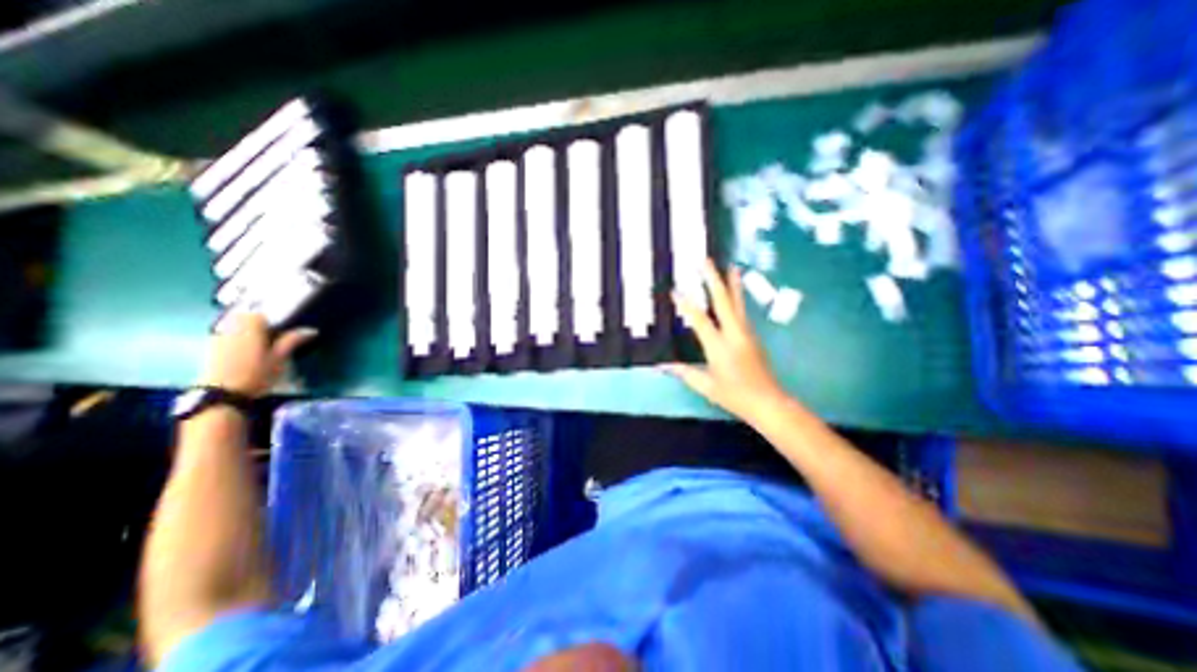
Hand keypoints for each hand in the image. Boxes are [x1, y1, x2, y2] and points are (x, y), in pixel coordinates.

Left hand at [201, 312, 319, 396]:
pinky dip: (233, 342)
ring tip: (256, 349)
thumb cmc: (256, 374)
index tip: (278, 334)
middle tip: (268, 340)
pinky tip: (241, 356)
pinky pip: (224, 338)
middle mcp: (230, 329)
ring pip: (232, 328)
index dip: (269, 322)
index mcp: (250, 328)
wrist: (223, 393)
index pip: (258, 315)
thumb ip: (292, 341)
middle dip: (255, 326)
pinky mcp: (210, 350)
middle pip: (243, 319)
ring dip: (244, 333)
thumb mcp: (280, 358)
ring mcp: (217, 339)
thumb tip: (311, 330)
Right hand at [668, 259, 791, 425]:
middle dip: (714, 279)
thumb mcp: (706, 386)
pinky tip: (735, 292)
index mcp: (719, 346)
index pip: (700, 320)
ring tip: (731, 266)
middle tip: (707, 261)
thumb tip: (662, 365)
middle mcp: (734, 334)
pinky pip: (742, 311)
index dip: (686, 305)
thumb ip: (684, 373)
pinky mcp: (753, 336)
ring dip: (732, 283)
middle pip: (723, 301)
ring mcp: (746, 333)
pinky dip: (737, 297)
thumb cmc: (735, 395)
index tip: (675, 291)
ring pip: (738, 302)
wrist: (768, 402)